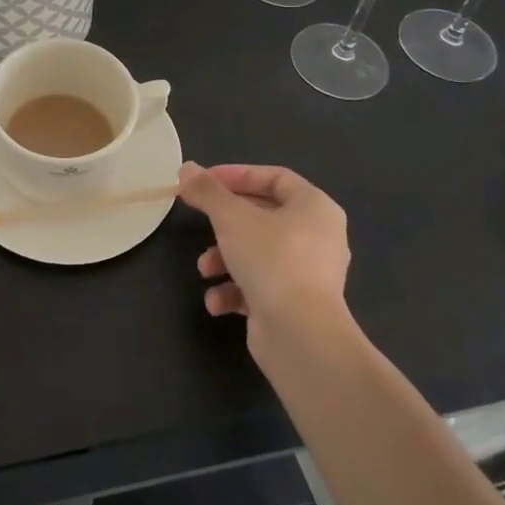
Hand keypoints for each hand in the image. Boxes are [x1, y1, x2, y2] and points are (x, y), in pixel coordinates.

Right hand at [180, 161, 349, 337]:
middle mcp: (318, 237)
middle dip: (225, 222)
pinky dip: (236, 290)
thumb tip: (186, 168)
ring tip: (204, 269)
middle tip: (198, 220)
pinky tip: (217, 302)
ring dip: (225, 258)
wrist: (301, 336)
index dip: (237, 175)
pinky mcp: (296, 305)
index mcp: (314, 207)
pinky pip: (261, 286)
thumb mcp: (231, 217)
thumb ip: (207, 191)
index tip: (203, 181)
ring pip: (258, 253)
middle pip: (263, 216)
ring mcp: (309, 274)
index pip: (274, 177)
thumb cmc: (271, 260)